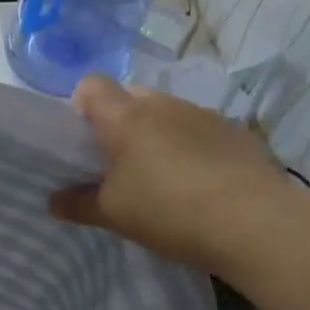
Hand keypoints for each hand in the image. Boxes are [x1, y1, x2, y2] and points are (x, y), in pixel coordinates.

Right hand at [48, 74, 297, 269]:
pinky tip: (202, 184)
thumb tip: (52, 202)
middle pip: (131, 96)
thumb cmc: (169, 211)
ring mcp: (204, 115)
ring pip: (168, 113)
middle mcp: (163, 105)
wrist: (256, 224)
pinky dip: (194, 148)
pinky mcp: (237, 132)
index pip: (91, 85)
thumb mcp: (113, 215)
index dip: (82, 106)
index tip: (84, 140)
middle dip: (121, 121)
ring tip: (165, 177)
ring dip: (159, 134)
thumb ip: (77, 205)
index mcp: (125, 117)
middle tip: (120, 163)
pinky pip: (201, 130)